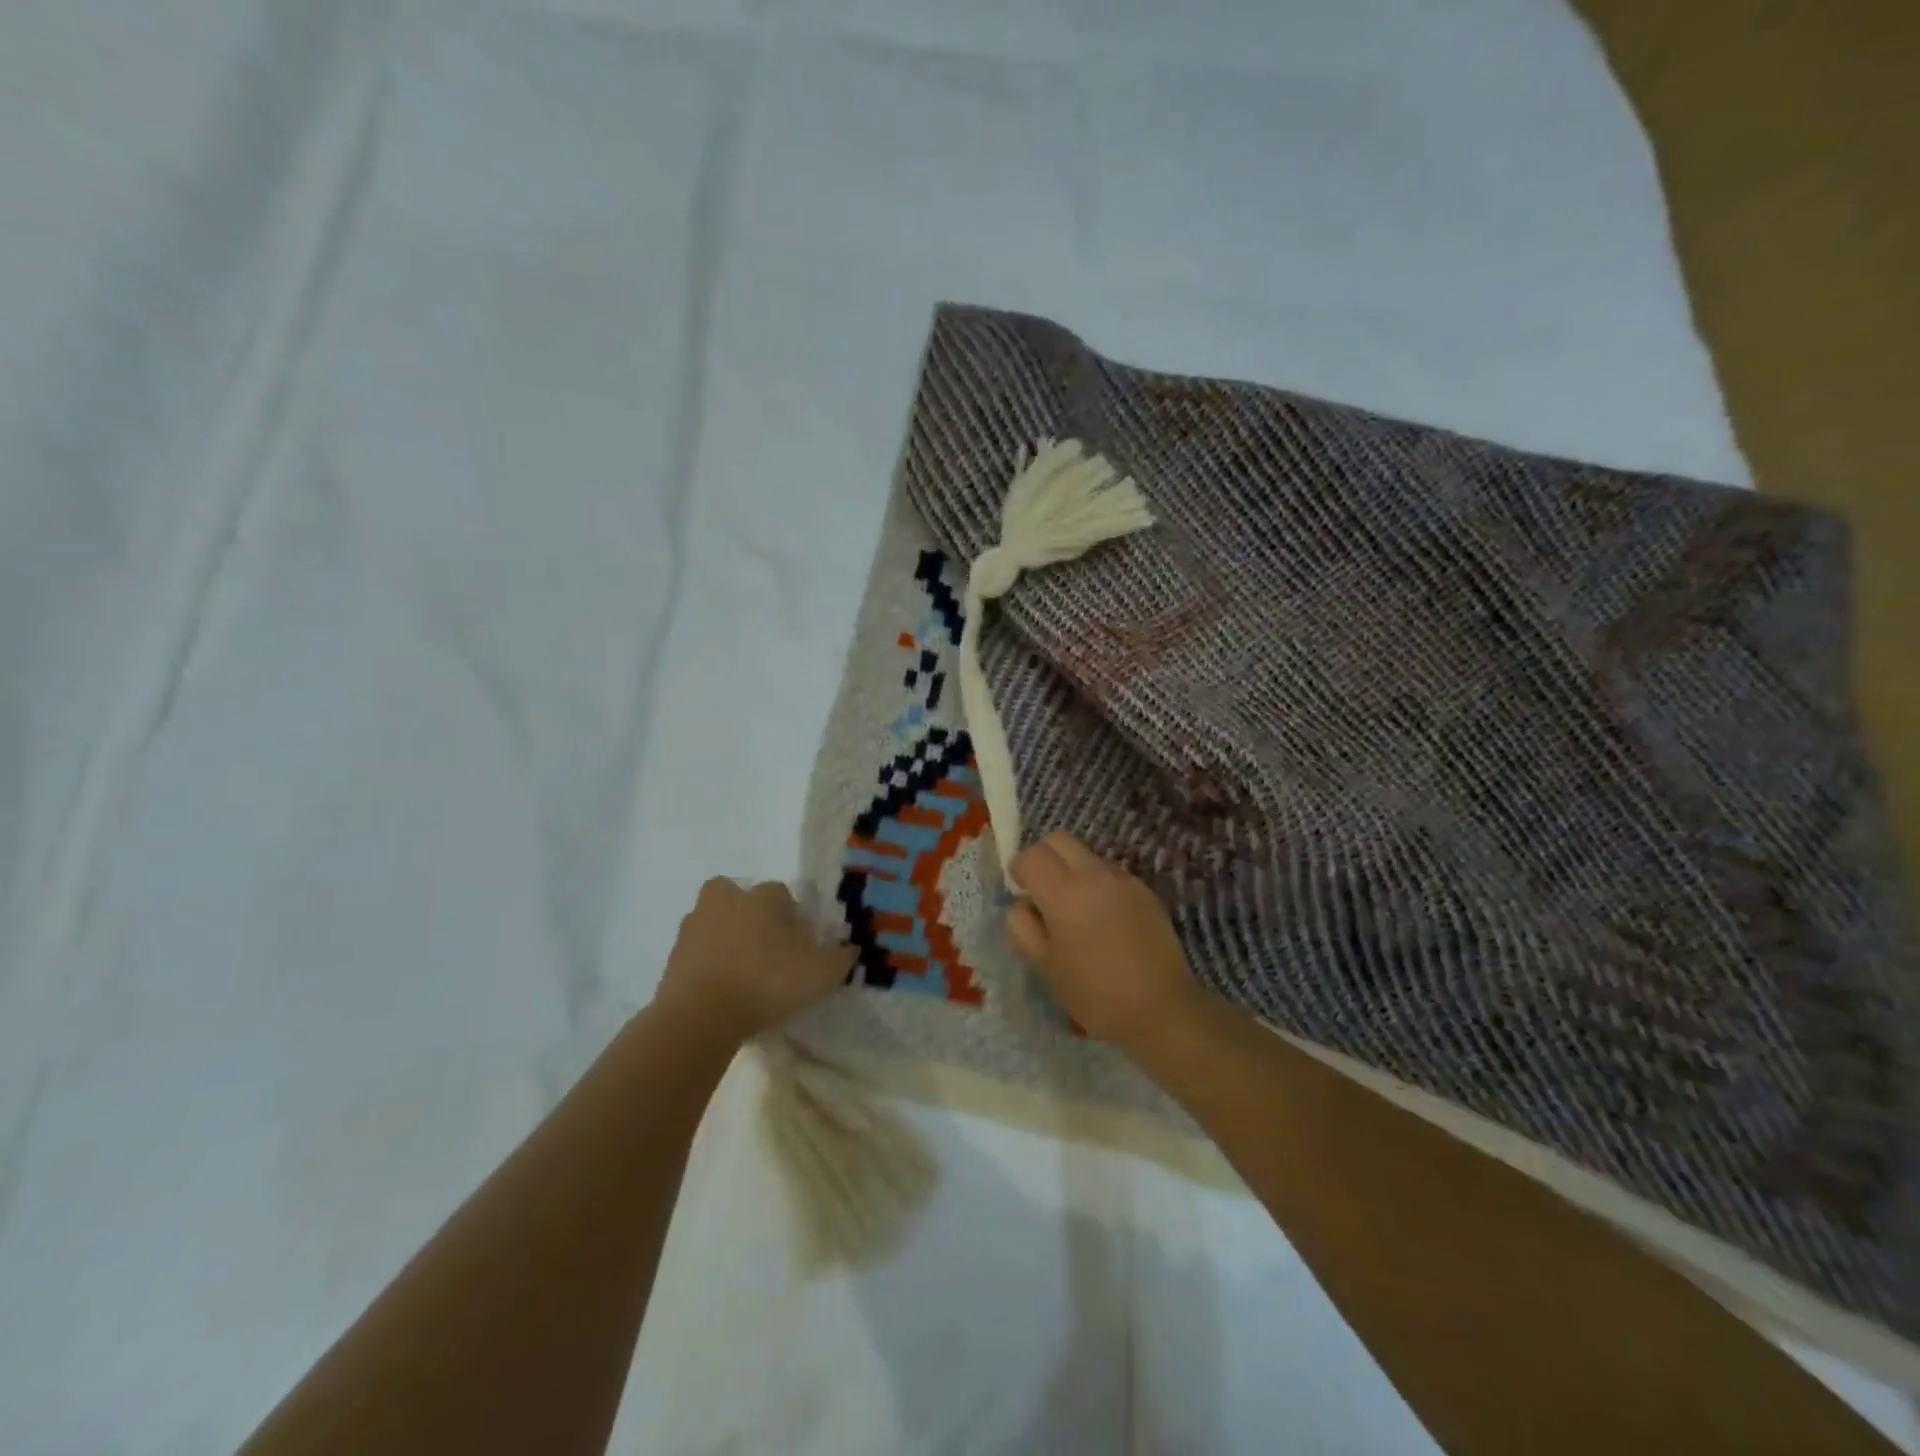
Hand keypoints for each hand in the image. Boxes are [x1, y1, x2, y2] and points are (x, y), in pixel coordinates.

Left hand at [656, 879, 854, 1042]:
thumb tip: (849, 948)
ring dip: (723, 935)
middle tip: (762, 945)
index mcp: (763, 898)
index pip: (781, 893)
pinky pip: (695, 950)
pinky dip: (706, 962)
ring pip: (712, 919)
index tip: (798, 943)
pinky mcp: (673, 956)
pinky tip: (720, 987)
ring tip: (739, 968)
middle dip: (748, 912)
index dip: (792, 916)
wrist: (700, 1017)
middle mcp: (727, 901)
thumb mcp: (821, 974)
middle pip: (738, 895)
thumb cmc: (767, 984)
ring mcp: (694, 926)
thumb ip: (840, 958)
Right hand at [1005, 832, 1203, 1047]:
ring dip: (1072, 871)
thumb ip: (1022, 928)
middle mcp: (1094, 874)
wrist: (1162, 1008)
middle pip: (1059, 840)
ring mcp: (1123, 879)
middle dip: (1044, 858)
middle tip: (1044, 893)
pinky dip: (1098, 885)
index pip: (1031, 856)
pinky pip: (1111, 874)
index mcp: (1064, 892)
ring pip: (1086, 855)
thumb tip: (1023, 905)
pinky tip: (1105, 921)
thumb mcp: (1045, 966)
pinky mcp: (1145, 891)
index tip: (1021, 892)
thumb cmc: (1094, 993)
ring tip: (1077, 911)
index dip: (1019, 871)